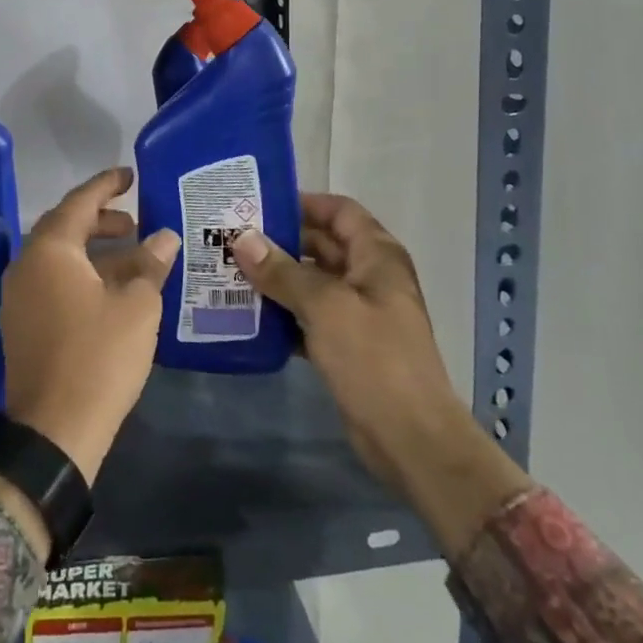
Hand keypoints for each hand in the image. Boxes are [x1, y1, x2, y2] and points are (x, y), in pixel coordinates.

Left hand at [0, 168, 179, 484]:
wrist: (54, 430)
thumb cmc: (99, 356)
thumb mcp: (136, 306)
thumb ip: (150, 264)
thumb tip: (164, 236)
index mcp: (50, 250)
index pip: (79, 202)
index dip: (107, 185)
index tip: (130, 175)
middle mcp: (26, 264)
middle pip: (65, 227)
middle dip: (101, 220)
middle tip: (136, 221)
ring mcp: (19, 296)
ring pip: (59, 257)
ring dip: (93, 250)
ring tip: (131, 255)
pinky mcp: (21, 324)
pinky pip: (52, 282)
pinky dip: (81, 274)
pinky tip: (110, 290)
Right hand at [234, 194, 530, 556]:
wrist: (411, 439)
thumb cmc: (374, 359)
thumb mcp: (325, 306)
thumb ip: (282, 271)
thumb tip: (242, 238)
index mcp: (377, 256)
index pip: (339, 211)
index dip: (303, 203)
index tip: (258, 205)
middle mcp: (370, 277)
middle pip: (321, 245)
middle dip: (280, 241)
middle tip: (232, 239)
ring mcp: (359, 314)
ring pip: (312, 282)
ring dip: (277, 278)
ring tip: (230, 273)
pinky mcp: (347, 347)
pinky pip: (309, 317)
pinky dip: (283, 314)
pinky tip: (249, 317)